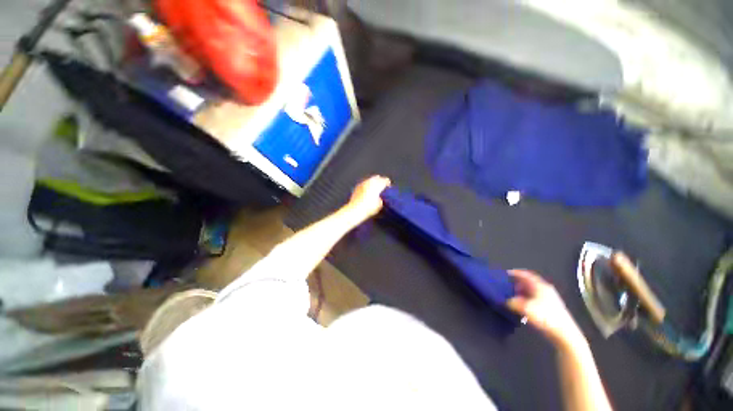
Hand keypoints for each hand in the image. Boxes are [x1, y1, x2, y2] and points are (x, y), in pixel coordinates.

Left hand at [345, 175, 390, 220]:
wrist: (355, 210)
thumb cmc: (368, 208)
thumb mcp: (379, 205)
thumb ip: (382, 198)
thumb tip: (381, 197)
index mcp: (377, 185)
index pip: (384, 180)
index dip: (388, 183)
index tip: (389, 186)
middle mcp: (369, 182)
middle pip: (377, 178)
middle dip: (380, 181)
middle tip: (382, 186)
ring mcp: (362, 184)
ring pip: (370, 179)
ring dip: (373, 182)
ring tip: (375, 188)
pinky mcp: (357, 187)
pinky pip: (364, 183)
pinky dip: (367, 185)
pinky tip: (367, 190)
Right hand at [507, 270, 584, 347]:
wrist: (564, 333)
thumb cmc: (545, 316)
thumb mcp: (525, 308)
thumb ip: (512, 302)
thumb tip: (505, 300)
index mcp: (541, 286)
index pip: (527, 275)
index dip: (516, 273)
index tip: (506, 273)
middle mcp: (546, 290)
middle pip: (530, 283)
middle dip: (518, 283)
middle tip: (508, 285)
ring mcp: (550, 299)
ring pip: (533, 292)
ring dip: (522, 292)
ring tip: (513, 296)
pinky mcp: (551, 308)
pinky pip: (535, 299)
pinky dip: (527, 299)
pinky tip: (522, 306)